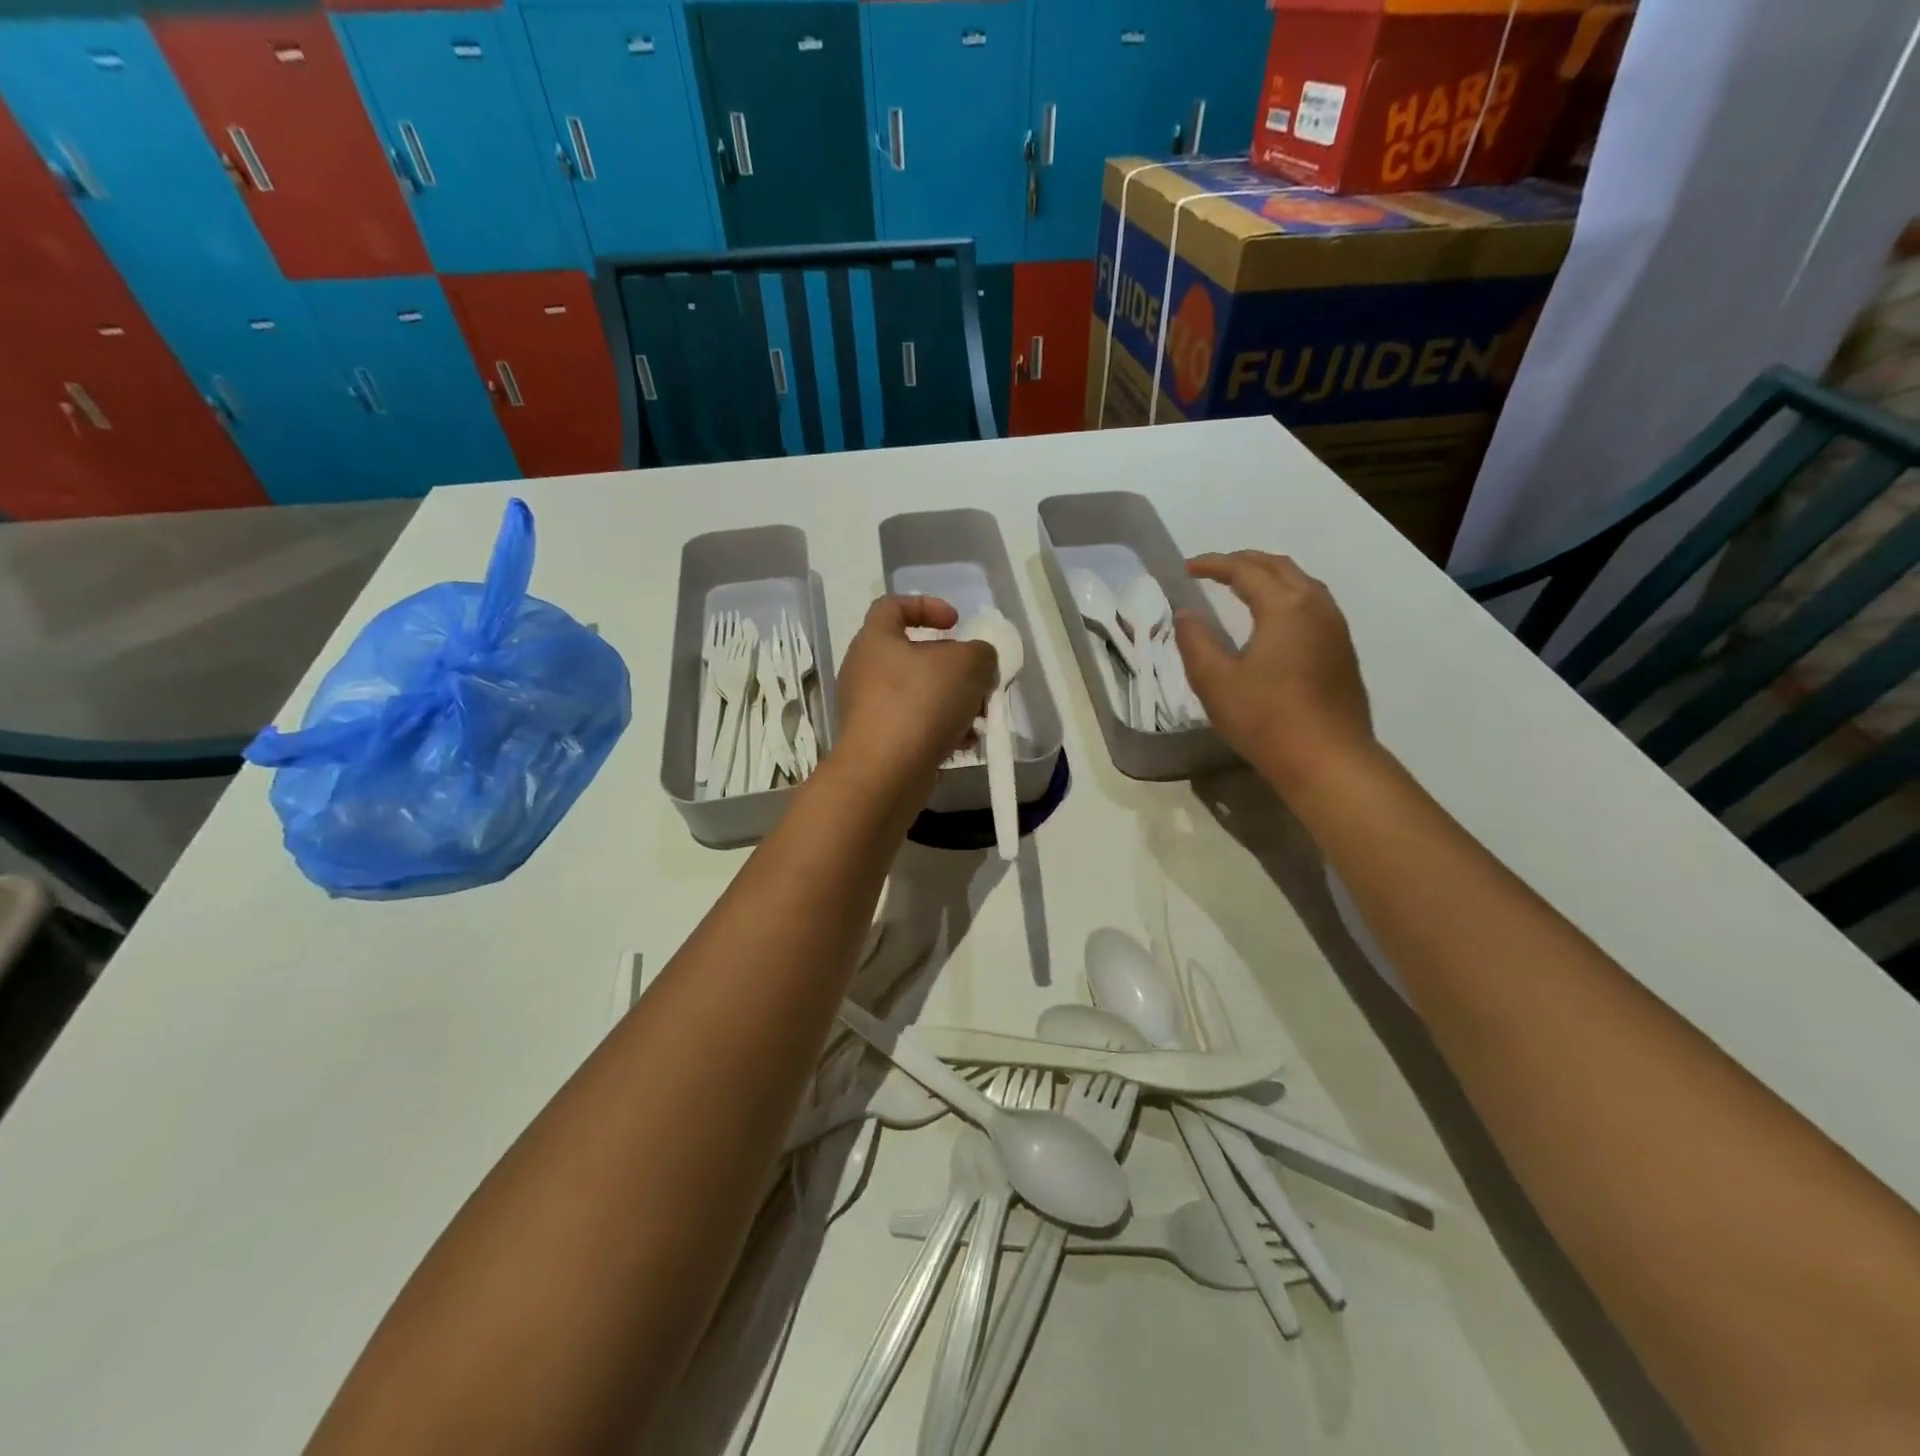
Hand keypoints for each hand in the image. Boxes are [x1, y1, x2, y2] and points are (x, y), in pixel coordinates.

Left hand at [834, 596, 996, 791]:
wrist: (884, 773)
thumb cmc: (920, 703)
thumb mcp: (967, 664)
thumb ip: (981, 653)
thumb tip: (978, 662)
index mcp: (876, 640)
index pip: (893, 606)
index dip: (927, 606)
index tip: (956, 624)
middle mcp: (865, 671)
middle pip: (915, 656)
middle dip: (954, 668)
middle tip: (978, 681)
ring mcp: (868, 709)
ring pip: (919, 695)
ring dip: (954, 703)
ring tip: (978, 719)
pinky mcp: (878, 743)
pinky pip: (915, 727)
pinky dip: (940, 731)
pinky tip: (964, 744)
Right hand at [1174, 552, 1374, 797]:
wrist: (1328, 760)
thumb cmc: (1266, 719)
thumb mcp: (1215, 682)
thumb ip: (1196, 642)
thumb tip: (1186, 614)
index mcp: (1285, 607)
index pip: (1245, 570)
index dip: (1213, 564)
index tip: (1186, 569)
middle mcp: (1316, 606)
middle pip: (1279, 567)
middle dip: (1244, 562)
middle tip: (1213, 571)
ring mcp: (1336, 628)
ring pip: (1302, 584)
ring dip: (1269, 577)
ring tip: (1242, 588)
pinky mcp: (1343, 651)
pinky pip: (1313, 605)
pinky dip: (1287, 597)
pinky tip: (1273, 620)